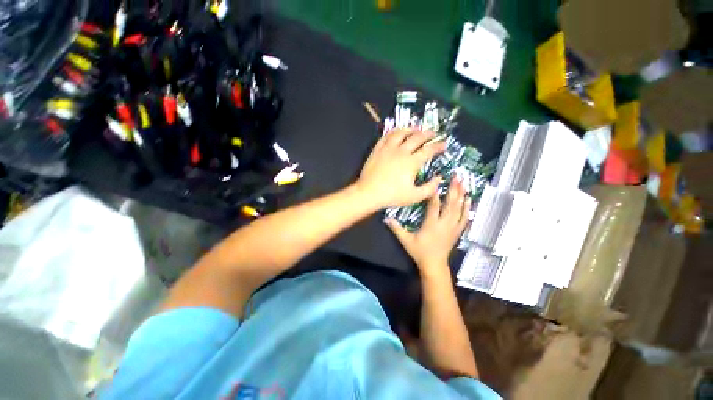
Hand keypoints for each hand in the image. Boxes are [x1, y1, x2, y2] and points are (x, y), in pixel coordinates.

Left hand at [355, 129, 445, 208]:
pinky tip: (395, 132)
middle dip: (427, 134)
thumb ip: (430, 188)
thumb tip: (439, 178)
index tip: (444, 144)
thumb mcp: (415, 196)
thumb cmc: (392, 196)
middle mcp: (401, 151)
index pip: (429, 150)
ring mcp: (388, 149)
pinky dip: (393, 132)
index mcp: (412, 162)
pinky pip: (386, 137)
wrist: (369, 193)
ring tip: (415, 128)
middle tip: (433, 133)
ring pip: (400, 133)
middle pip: (417, 138)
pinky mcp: (377, 150)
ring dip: (410, 129)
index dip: (438, 146)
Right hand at [385, 179, 469, 274]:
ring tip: (464, 183)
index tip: (436, 182)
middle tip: (457, 176)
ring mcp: (453, 227)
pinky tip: (469, 199)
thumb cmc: (419, 252)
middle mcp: (444, 224)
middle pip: (451, 204)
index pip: (434, 206)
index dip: (435, 193)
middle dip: (454, 189)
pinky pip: (465, 217)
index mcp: (431, 225)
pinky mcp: (457, 231)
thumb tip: (385, 218)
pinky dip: (467, 207)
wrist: (434, 265)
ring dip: (462, 195)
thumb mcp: (406, 240)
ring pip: (459, 209)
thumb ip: (396, 228)